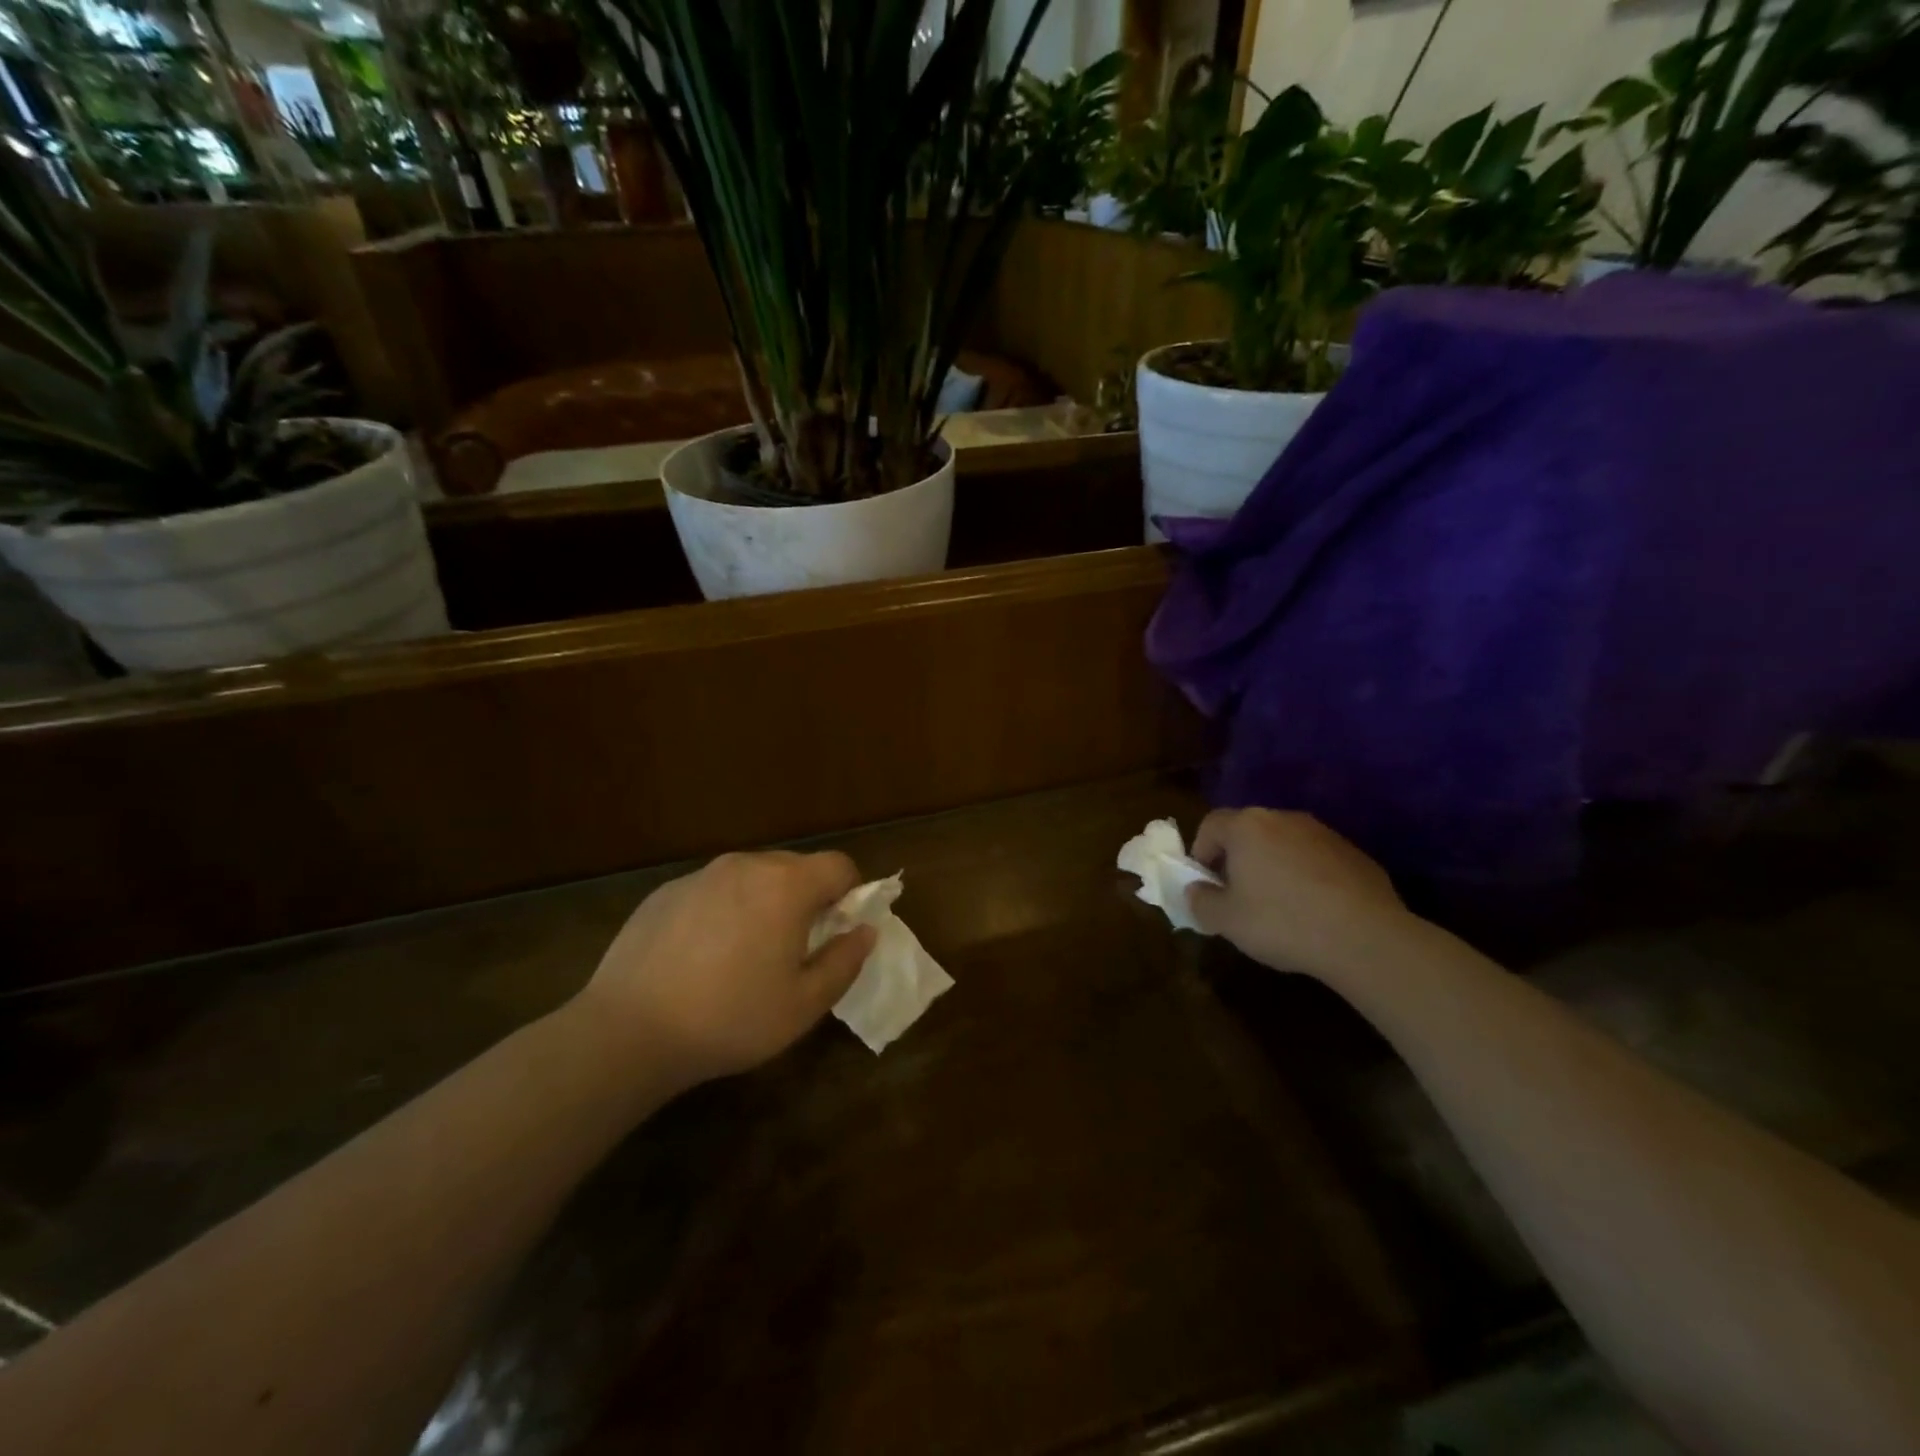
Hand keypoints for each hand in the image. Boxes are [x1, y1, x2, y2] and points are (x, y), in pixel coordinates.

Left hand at [570, 850, 875, 1087]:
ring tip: (745, 956)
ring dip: (764, 903)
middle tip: (795, 949)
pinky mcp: (666, 892)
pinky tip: (702, 958)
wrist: (628, 1031)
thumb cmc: (730, 1018)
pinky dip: (724, 910)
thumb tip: (865, 931)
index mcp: (786, 885)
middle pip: (796, 867)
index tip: (838, 932)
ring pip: (752, 877)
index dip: (850, 895)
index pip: (839, 865)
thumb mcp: (804, 1004)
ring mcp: (701, 875)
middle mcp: (746, 865)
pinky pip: (713, 890)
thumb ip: (845, 961)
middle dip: (808, 899)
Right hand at [1186, 808, 1409, 982]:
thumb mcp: (1226, 921)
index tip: (1205, 883)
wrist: (1366, 938)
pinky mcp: (1354, 854)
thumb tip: (1196, 890)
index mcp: (1247, 826)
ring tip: (1278, 905)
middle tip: (1237, 894)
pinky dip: (1306, 877)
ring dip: (1273, 866)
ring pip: (1284, 844)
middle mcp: (1284, 819)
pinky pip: (1316, 860)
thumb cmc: (1282, 922)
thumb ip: (1200, 901)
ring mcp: (1324, 833)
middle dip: (1237, 858)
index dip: (1200, 852)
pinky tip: (1313, 911)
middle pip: (1248, 831)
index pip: (1210, 824)